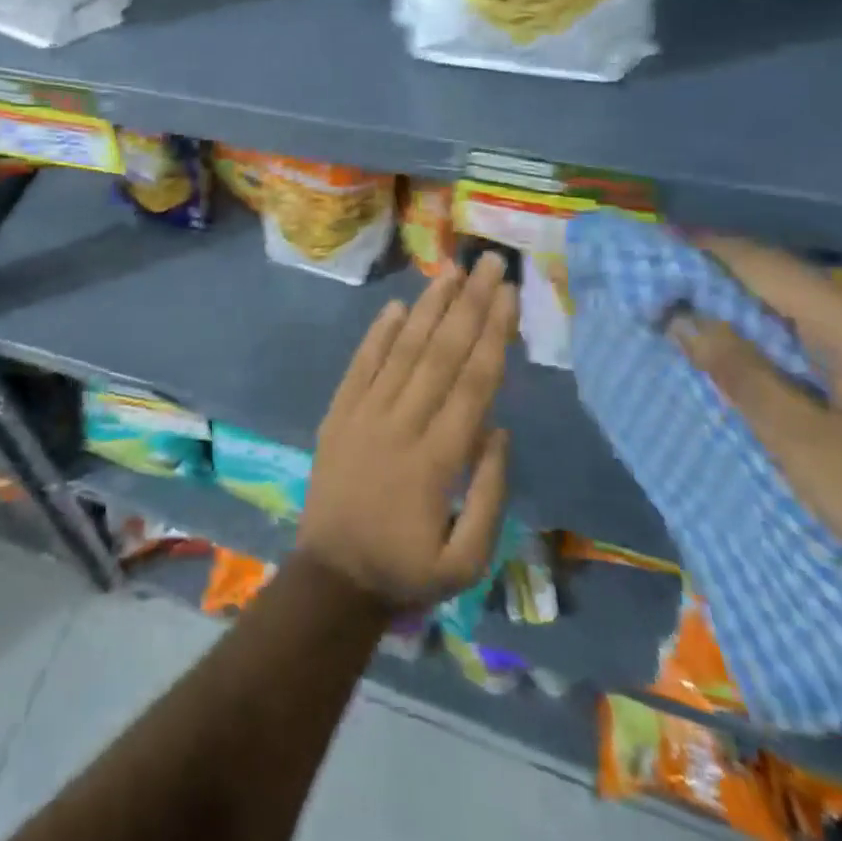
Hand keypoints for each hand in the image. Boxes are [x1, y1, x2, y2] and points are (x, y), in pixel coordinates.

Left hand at [296, 253, 514, 612]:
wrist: (332, 577)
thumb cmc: (406, 570)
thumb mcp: (467, 560)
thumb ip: (489, 494)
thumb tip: (499, 429)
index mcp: (437, 459)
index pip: (472, 383)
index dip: (493, 335)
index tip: (509, 295)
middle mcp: (400, 424)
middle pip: (440, 353)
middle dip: (469, 304)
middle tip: (488, 263)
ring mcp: (364, 414)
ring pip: (401, 350)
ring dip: (428, 309)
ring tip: (449, 272)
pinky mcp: (338, 413)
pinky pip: (359, 366)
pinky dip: (377, 334)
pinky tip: (395, 306)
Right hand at [669, 235, 841, 676]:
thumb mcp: (811, 449)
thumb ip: (741, 374)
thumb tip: (683, 315)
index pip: (760, 263)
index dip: (696, 250)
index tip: (639, 249)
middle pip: (783, 283)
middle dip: (714, 283)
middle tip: (650, 290)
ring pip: (807, 318)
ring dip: (746, 317)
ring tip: (685, 322)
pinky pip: (833, 349)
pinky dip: (782, 348)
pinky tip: (754, 367)